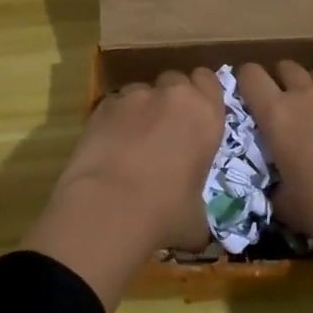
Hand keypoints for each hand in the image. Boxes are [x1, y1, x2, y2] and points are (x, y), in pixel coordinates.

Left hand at [25, 69, 224, 311]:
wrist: (109, 207)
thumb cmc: (165, 213)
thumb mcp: (196, 218)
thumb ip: (200, 209)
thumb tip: (197, 231)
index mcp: (207, 116)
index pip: (209, 80)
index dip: (202, 93)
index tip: (195, 114)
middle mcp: (174, 96)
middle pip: (175, 80)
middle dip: (171, 98)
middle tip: (165, 128)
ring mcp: (135, 96)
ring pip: (142, 90)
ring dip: (141, 108)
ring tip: (132, 139)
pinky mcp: (103, 105)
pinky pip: (115, 104)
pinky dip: (115, 119)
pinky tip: (109, 145)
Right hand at [234, 62, 312, 252]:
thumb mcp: (287, 206)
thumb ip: (273, 189)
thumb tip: (275, 188)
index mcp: (278, 115)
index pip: (250, 76)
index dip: (243, 81)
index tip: (244, 99)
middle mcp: (307, 97)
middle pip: (286, 67)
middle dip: (277, 80)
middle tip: (278, 106)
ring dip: (309, 87)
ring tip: (311, 112)